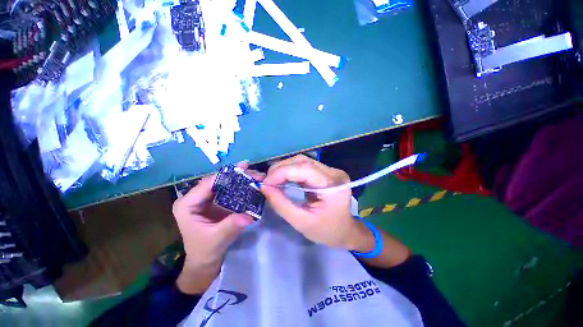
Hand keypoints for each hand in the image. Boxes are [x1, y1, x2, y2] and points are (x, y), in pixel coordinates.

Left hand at [172, 163, 263, 293]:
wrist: (205, 260)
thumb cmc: (204, 251)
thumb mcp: (217, 239)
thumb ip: (231, 226)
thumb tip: (249, 215)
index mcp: (187, 204)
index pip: (207, 184)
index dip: (226, 175)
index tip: (244, 169)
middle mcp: (195, 197)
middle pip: (217, 180)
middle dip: (237, 175)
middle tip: (254, 172)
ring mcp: (206, 198)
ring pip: (224, 183)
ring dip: (241, 179)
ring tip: (256, 176)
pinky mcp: (215, 201)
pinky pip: (229, 190)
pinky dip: (241, 186)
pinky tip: (252, 183)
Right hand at [260, 155, 374, 251]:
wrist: (345, 231)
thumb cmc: (326, 231)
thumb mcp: (301, 222)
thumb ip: (281, 204)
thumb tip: (264, 187)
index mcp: (333, 185)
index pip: (304, 169)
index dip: (281, 172)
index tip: (265, 183)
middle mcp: (333, 173)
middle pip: (302, 161)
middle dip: (280, 169)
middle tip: (267, 181)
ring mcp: (330, 170)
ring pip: (302, 161)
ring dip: (284, 168)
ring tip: (272, 180)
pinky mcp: (325, 172)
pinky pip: (304, 166)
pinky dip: (290, 170)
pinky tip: (282, 178)